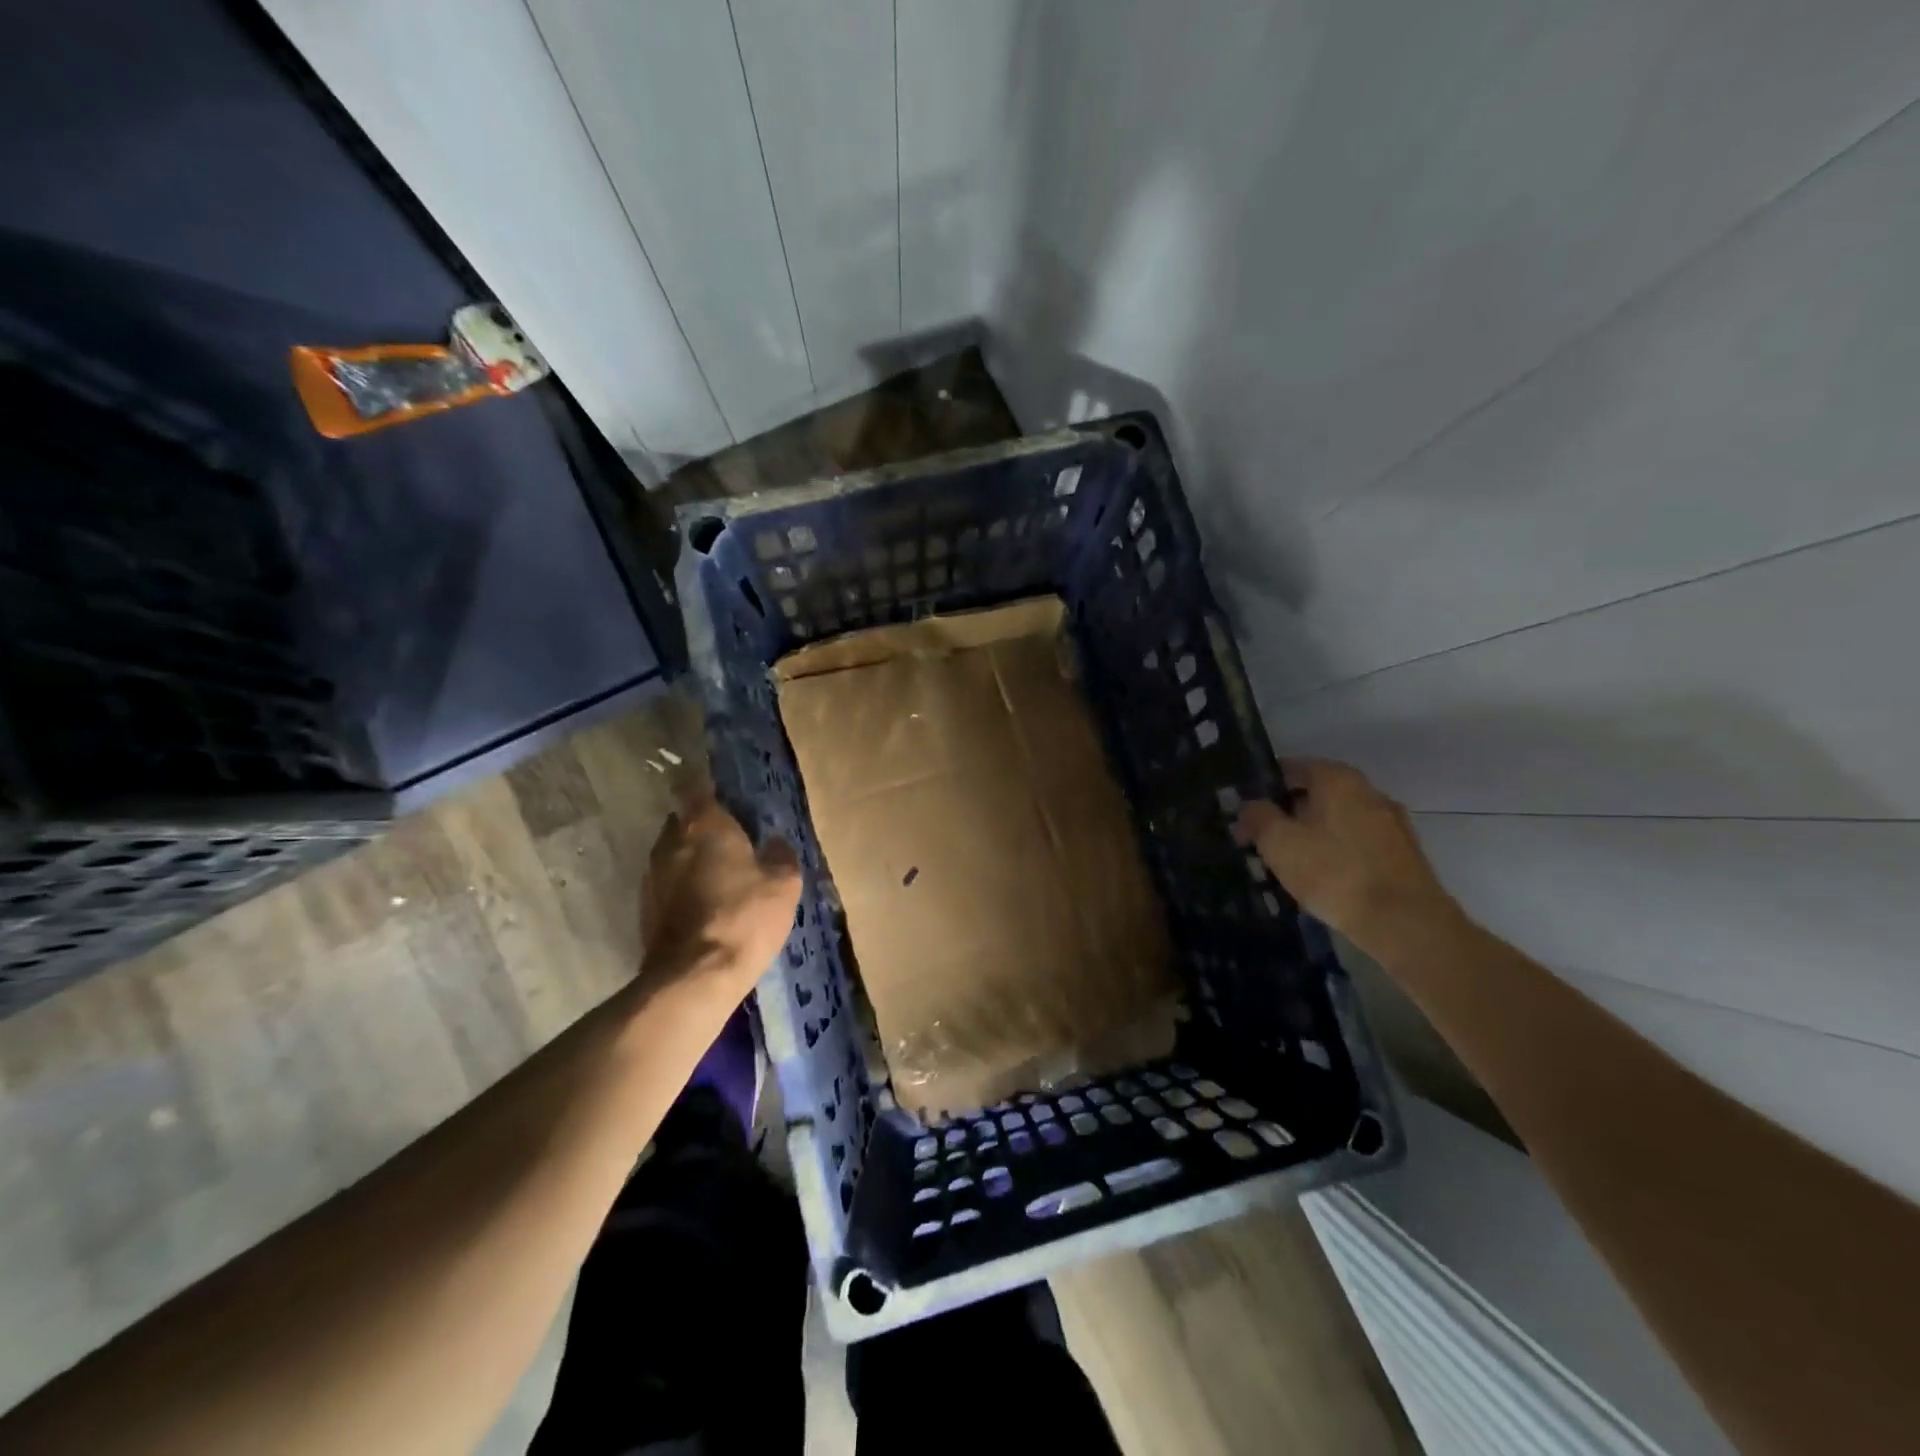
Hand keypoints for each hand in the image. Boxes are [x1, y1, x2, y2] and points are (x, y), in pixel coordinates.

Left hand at [639, 784, 801, 994]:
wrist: (693, 977)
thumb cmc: (744, 917)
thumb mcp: (783, 885)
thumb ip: (781, 855)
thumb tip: (775, 842)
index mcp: (704, 825)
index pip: (694, 785)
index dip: (704, 781)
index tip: (719, 786)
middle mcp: (671, 841)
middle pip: (683, 819)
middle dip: (702, 823)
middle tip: (730, 836)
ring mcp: (652, 875)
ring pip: (673, 852)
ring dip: (691, 856)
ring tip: (719, 872)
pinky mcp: (645, 907)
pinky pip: (667, 882)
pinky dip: (682, 885)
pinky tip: (704, 903)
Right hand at [1237, 759, 1461, 959]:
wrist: (1405, 923)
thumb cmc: (1334, 872)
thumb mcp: (1279, 843)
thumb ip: (1258, 817)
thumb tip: (1250, 806)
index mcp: (1338, 779)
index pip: (1292, 768)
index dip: (1265, 787)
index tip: (1246, 811)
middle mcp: (1369, 792)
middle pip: (1318, 794)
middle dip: (1289, 813)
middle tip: (1262, 840)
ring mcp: (1392, 823)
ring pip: (1339, 821)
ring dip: (1313, 835)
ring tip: (1290, 864)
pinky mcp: (1404, 855)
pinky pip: (1358, 844)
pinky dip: (1337, 853)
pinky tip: (1323, 879)